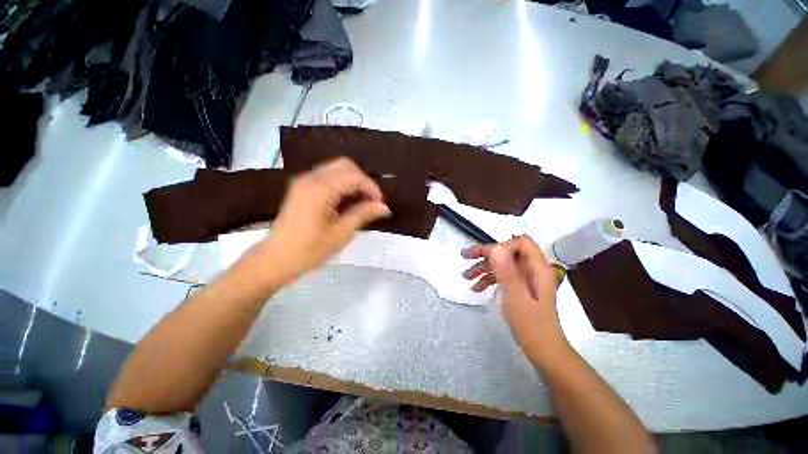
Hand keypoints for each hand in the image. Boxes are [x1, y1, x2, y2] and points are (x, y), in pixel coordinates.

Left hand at [255, 158, 390, 285]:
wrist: (275, 259)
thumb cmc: (309, 250)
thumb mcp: (340, 233)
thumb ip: (363, 214)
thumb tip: (384, 207)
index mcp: (320, 189)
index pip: (353, 176)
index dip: (371, 187)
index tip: (380, 204)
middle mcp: (310, 178)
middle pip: (345, 165)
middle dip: (363, 181)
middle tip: (371, 201)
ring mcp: (304, 181)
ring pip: (336, 169)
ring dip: (353, 181)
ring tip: (362, 202)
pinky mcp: (301, 187)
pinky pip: (327, 176)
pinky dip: (342, 184)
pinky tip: (346, 201)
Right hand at [461, 236, 566, 361]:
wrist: (543, 350)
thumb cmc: (531, 325)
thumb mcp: (516, 297)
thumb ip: (506, 271)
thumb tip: (495, 247)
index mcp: (537, 268)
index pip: (520, 243)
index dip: (502, 246)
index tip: (485, 256)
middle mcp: (532, 269)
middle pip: (507, 252)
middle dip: (486, 254)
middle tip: (465, 257)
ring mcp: (526, 278)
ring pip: (502, 264)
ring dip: (484, 268)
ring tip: (466, 276)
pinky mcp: (520, 287)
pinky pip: (502, 276)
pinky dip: (489, 279)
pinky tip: (476, 288)